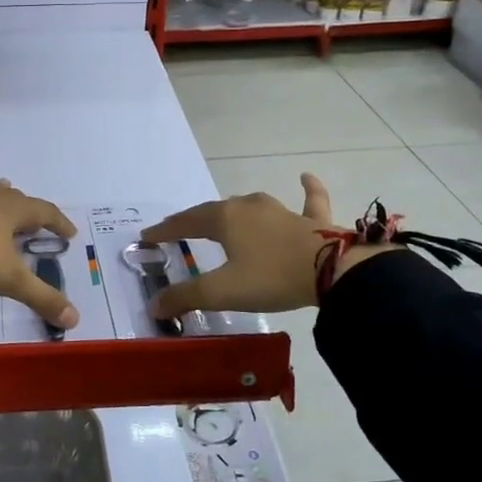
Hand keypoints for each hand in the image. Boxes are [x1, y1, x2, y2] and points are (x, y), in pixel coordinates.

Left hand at [0, 121, 79, 330]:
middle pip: (14, 201)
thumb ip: (41, 298)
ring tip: (2, 186)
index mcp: (14, 212)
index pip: (44, 214)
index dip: (57, 223)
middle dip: (25, 211)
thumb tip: (74, 322)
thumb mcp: (11, 279)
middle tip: (31, 221)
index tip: (68, 233)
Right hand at [139, 174, 391, 318]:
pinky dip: (307, 189)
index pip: (185, 222)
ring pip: (251, 206)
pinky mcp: (313, 220)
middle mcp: (249, 207)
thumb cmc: (271, 277)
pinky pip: (309, 199)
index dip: (165, 230)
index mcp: (224, 219)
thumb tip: (154, 306)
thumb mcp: (222, 292)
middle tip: (179, 230)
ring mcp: (282, 210)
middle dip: (194, 220)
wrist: (334, 271)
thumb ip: (186, 297)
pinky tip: (305, 176)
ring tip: (224, 216)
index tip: (147, 236)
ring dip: (234, 211)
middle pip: (214, 211)